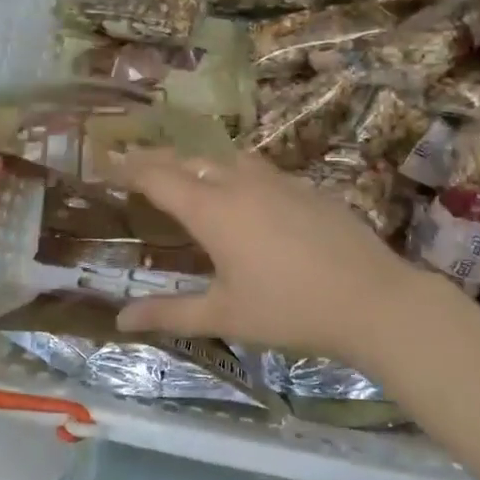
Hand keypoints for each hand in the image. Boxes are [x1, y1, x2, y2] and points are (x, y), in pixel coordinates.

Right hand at [110, 150, 425, 361]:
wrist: (371, 298)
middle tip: (140, 166)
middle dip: (161, 161)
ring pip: (229, 160)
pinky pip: (262, 171)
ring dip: (202, 163)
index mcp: (213, 210)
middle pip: (191, 160)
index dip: (131, 168)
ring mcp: (279, 181)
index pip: (159, 177)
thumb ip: (169, 312)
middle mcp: (242, 183)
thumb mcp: (224, 315)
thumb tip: (120, 319)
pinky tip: (247, 196)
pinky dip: (238, 174)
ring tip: (190, 176)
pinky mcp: (308, 188)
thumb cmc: (289, 309)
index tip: (109, 163)